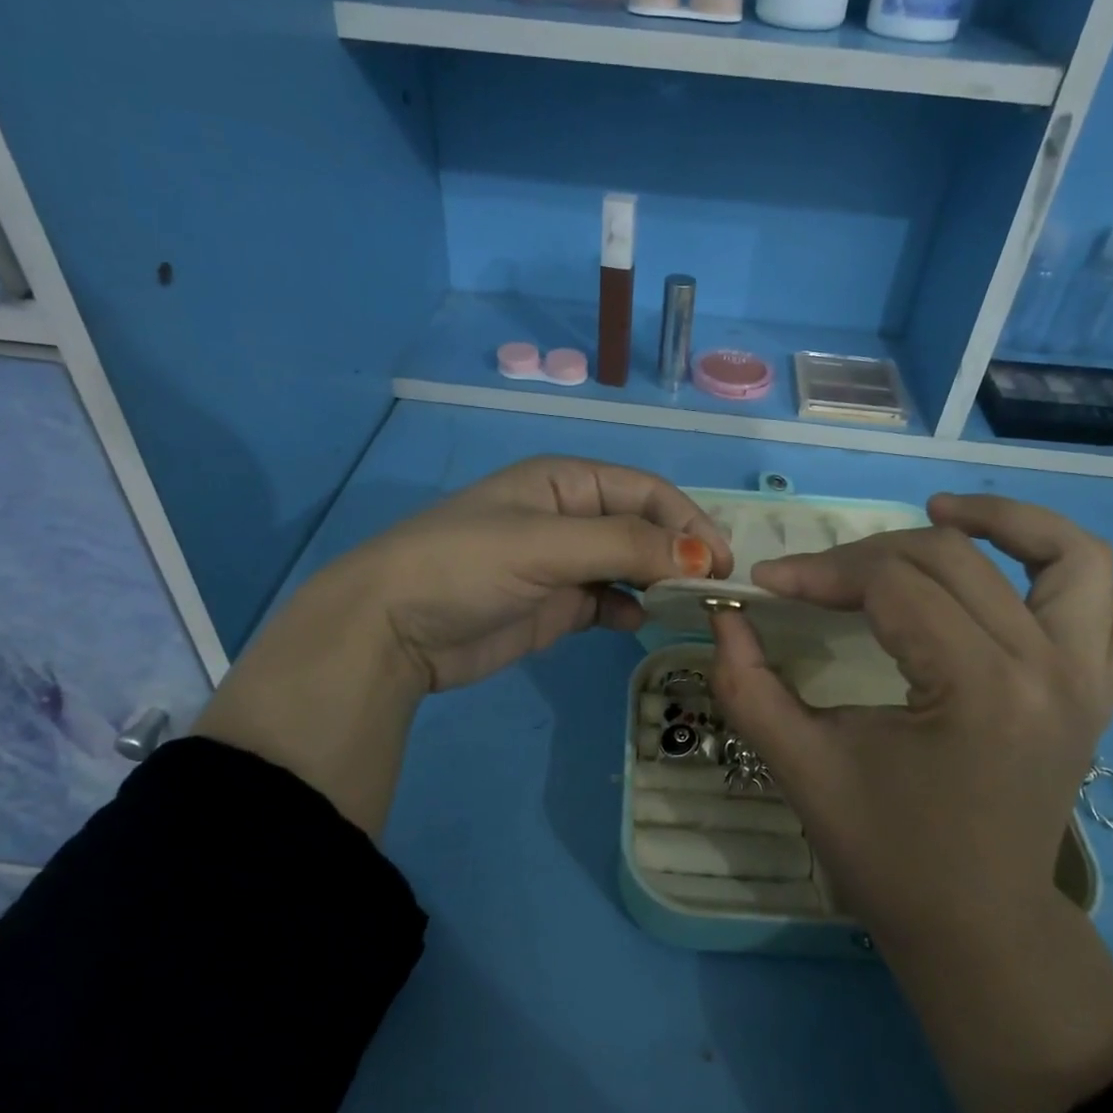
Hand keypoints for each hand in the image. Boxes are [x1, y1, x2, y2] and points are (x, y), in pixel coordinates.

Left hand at [350, 456, 732, 692]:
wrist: (390, 631)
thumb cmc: (466, 565)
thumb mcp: (546, 544)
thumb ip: (626, 545)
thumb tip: (704, 556)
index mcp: (566, 482)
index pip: (646, 491)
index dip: (688, 520)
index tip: (721, 561)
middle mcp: (569, 516)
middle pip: (643, 526)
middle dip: (680, 551)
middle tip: (715, 588)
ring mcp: (562, 563)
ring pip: (630, 565)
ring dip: (660, 581)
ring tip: (687, 606)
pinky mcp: (554, 606)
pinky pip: (607, 601)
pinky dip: (628, 610)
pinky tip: (637, 623)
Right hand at [712, 493, 1112, 935]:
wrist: (977, 929)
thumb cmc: (888, 856)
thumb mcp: (803, 770)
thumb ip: (750, 687)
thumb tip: (723, 616)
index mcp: (979, 689)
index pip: (891, 584)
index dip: (819, 572)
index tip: (766, 582)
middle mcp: (1049, 669)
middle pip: (955, 557)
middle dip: (870, 554)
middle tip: (818, 579)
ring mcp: (1089, 680)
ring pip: (1071, 557)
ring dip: (1007, 521)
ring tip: (941, 512)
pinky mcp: (1101, 696)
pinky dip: (1078, 576)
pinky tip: (1023, 574)